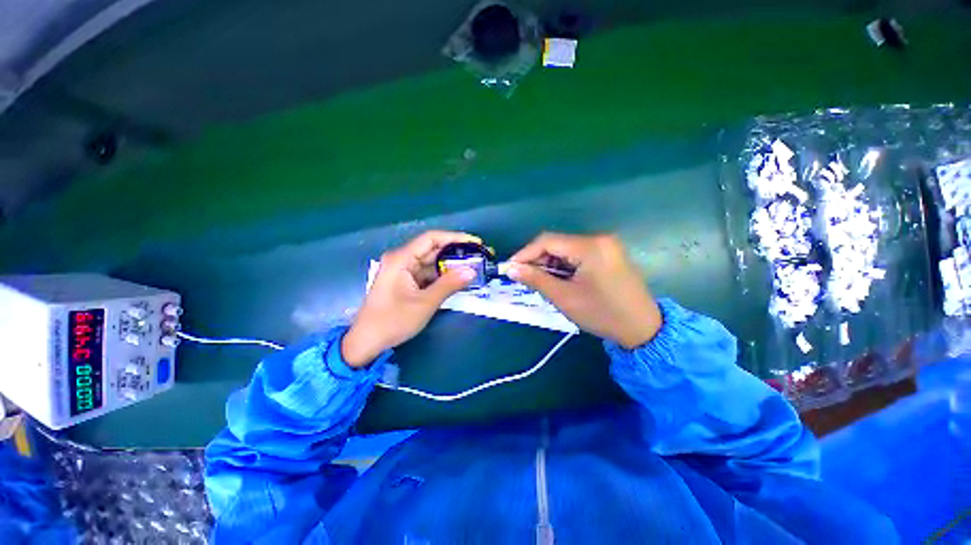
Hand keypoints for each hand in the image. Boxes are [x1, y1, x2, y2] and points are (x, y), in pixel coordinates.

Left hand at [342, 231, 479, 366]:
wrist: (367, 342)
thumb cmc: (393, 321)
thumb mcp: (425, 303)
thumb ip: (449, 284)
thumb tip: (472, 270)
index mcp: (401, 259)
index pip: (431, 238)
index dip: (455, 238)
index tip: (475, 243)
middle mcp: (401, 260)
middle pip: (432, 249)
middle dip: (456, 252)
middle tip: (478, 257)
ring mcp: (403, 271)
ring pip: (431, 262)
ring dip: (450, 265)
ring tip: (472, 268)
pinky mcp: (405, 281)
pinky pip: (427, 274)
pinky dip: (442, 276)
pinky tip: (456, 279)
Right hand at [507, 233, 661, 348]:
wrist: (643, 328)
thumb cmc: (602, 314)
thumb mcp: (565, 298)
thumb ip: (536, 279)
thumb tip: (510, 268)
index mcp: (590, 246)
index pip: (547, 241)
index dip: (525, 253)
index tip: (510, 268)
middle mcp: (598, 239)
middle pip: (557, 243)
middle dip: (537, 260)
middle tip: (523, 278)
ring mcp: (605, 245)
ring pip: (566, 249)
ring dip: (549, 264)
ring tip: (539, 282)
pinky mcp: (608, 254)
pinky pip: (577, 255)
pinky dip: (563, 266)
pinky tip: (557, 280)